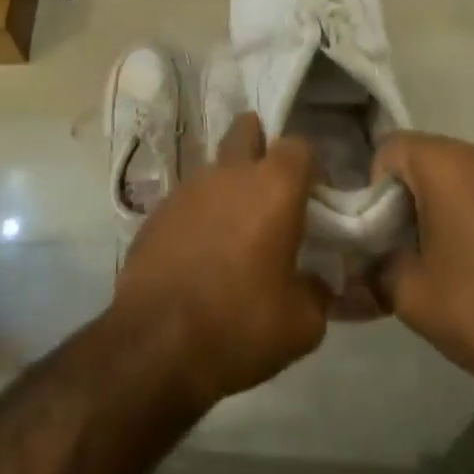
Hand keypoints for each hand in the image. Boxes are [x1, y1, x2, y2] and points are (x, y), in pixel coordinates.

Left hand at [114, 113, 327, 407]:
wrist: (155, 344)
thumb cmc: (239, 325)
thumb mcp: (301, 325)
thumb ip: (318, 293)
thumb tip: (317, 283)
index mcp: (273, 187)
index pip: (298, 146)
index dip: (308, 167)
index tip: (312, 198)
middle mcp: (230, 173)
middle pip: (247, 129)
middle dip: (260, 144)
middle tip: (269, 188)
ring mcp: (188, 187)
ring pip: (216, 166)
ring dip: (228, 186)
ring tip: (234, 232)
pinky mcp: (158, 210)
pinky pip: (189, 199)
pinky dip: (200, 215)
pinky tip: (201, 253)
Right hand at [373, 133, 473, 395]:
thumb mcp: (411, 296)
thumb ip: (380, 263)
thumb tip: (374, 257)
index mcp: (446, 164)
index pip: (392, 147)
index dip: (377, 184)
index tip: (385, 228)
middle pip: (431, 156)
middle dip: (414, 192)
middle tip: (413, 243)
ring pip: (467, 173)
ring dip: (452, 200)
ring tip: (455, 253)